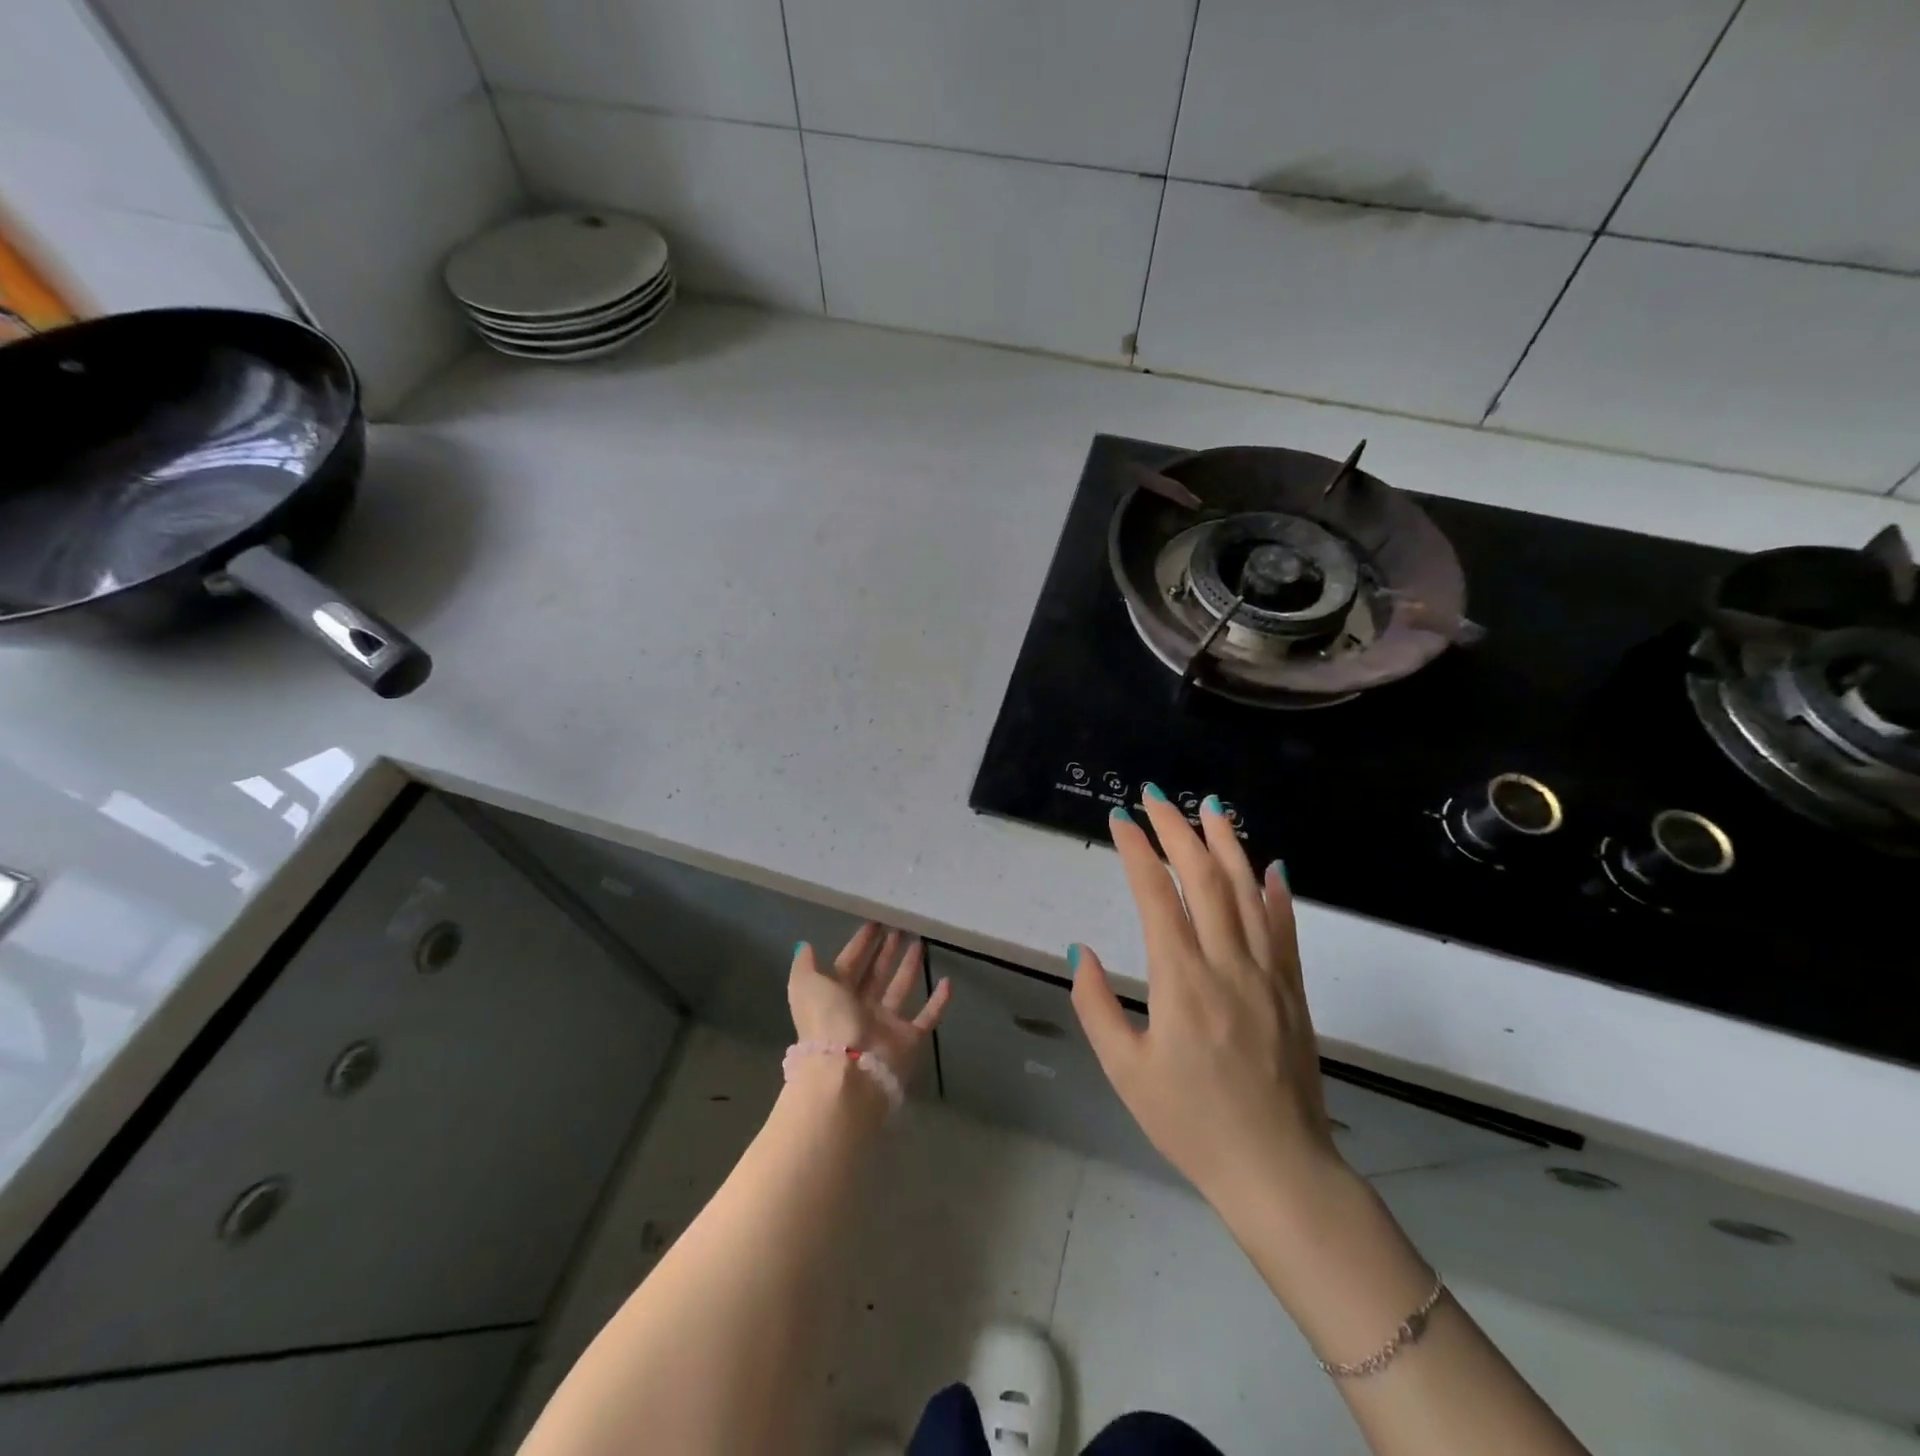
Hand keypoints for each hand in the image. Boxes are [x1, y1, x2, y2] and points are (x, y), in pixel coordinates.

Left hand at [789, 923, 951, 1085]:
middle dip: (886, 951)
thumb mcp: (806, 986)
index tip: (875, 922)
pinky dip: (938, 1002)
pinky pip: (927, 1017)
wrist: (847, 1071)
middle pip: (876, 974)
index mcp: (835, 997)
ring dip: (909, 967)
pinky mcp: (909, 1040)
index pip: (849, 964)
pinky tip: (948, 981)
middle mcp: (860, 1009)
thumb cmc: (827, 1021)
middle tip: (900, 928)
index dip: (861, 944)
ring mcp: (885, 1025)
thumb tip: (805, 946)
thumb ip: (805, 965)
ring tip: (920, 943)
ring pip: (900, 989)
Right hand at [1070, 789, 1346, 1220]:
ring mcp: (1268, 973)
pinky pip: (1286, 927)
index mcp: (1181, 981)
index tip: (1120, 819)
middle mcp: (1227, 963)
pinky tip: (1271, 865)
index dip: (1137, 851)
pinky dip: (1276, 891)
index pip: (1157, 896)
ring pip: (1248, 891)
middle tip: (1156, 797)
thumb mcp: (1125, 1072)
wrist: (1278, 1170)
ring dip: (1227, 843)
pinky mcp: (1293, 989)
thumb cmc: (1190, 1123)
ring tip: (1210, 806)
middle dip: (1177, 830)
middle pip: (1203, 878)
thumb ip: (1096, 1006)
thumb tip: (1080, 950)